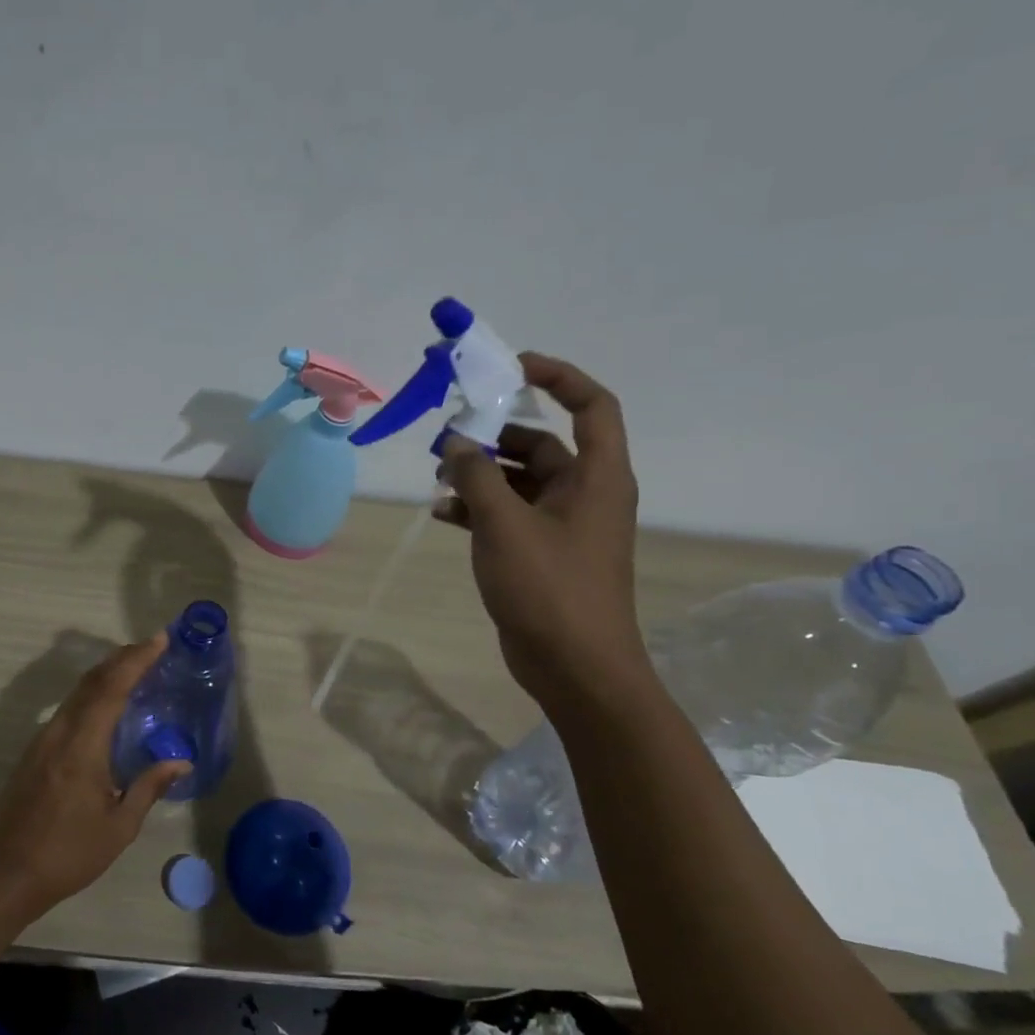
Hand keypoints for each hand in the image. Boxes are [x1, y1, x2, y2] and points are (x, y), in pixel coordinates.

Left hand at [0, 637, 190, 918]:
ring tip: (134, 669)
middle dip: (122, 658)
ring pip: (77, 692)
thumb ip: (148, 787)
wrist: (5, 873)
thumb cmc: (67, 853)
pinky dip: (91, 694)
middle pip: (92, 681)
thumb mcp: (118, 826)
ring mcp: (43, 739)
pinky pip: (68, 708)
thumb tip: (181, 761)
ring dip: (105, 674)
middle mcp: (60, 732)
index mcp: (83, 745)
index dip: (136, 660)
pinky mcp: (35, 751)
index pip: (112, 688)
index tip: (159, 640)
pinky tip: (106, 705)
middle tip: (152, 647)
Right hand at [433, 352, 650, 709]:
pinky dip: (478, 508)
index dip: (558, 376)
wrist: (575, 667)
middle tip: (448, 433)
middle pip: (541, 443)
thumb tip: (455, 442)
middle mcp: (584, 493)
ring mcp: (562, 525)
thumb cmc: (549, 588)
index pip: (592, 405)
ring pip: (519, 480)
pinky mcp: (540, 552)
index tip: (511, 367)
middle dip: (494, 434)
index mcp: (597, 477)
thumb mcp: (505, 524)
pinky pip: (508, 514)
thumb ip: (477, 476)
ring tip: (437, 474)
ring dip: (480, 473)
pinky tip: (442, 513)